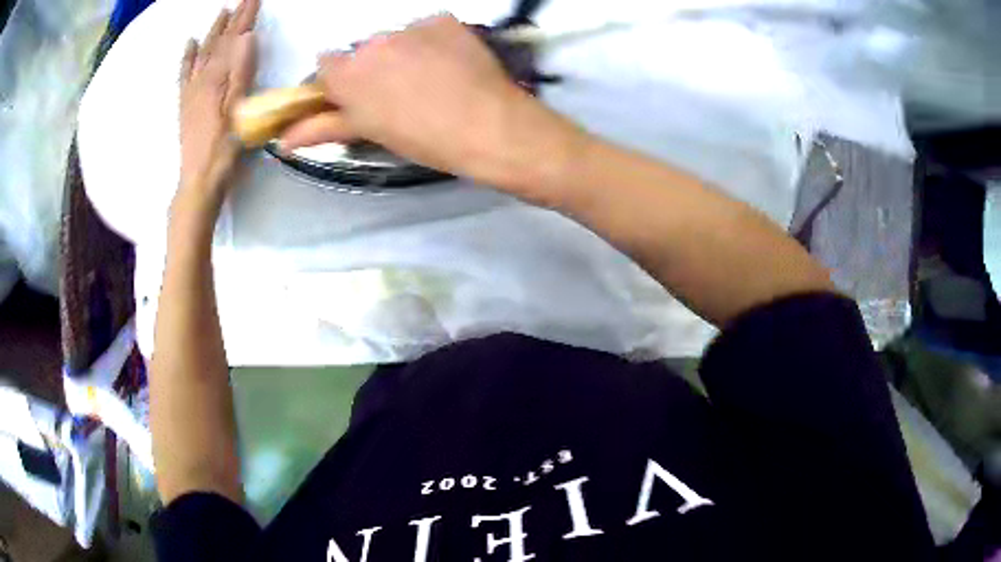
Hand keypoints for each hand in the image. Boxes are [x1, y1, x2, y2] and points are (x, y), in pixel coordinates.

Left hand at [178, 0, 258, 205]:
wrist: (198, 182)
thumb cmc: (223, 150)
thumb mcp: (239, 112)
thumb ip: (241, 73)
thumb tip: (246, 37)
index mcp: (217, 79)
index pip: (234, 39)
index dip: (245, 17)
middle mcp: (201, 79)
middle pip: (218, 42)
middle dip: (232, 19)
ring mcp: (191, 91)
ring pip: (203, 53)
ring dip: (213, 31)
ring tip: (222, 12)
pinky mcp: (186, 103)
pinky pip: (184, 73)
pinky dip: (187, 56)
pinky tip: (190, 43)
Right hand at [280, 14, 584, 202]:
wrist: (489, 126)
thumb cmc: (424, 139)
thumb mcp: (371, 134)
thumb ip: (324, 127)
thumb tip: (283, 140)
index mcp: (348, 74)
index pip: (326, 64)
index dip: (340, 79)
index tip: (355, 94)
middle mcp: (372, 42)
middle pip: (363, 49)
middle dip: (373, 67)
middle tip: (399, 93)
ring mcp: (410, 27)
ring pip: (396, 37)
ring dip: (404, 52)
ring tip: (430, 79)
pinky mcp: (443, 20)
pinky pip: (428, 28)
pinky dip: (433, 42)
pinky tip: (450, 64)